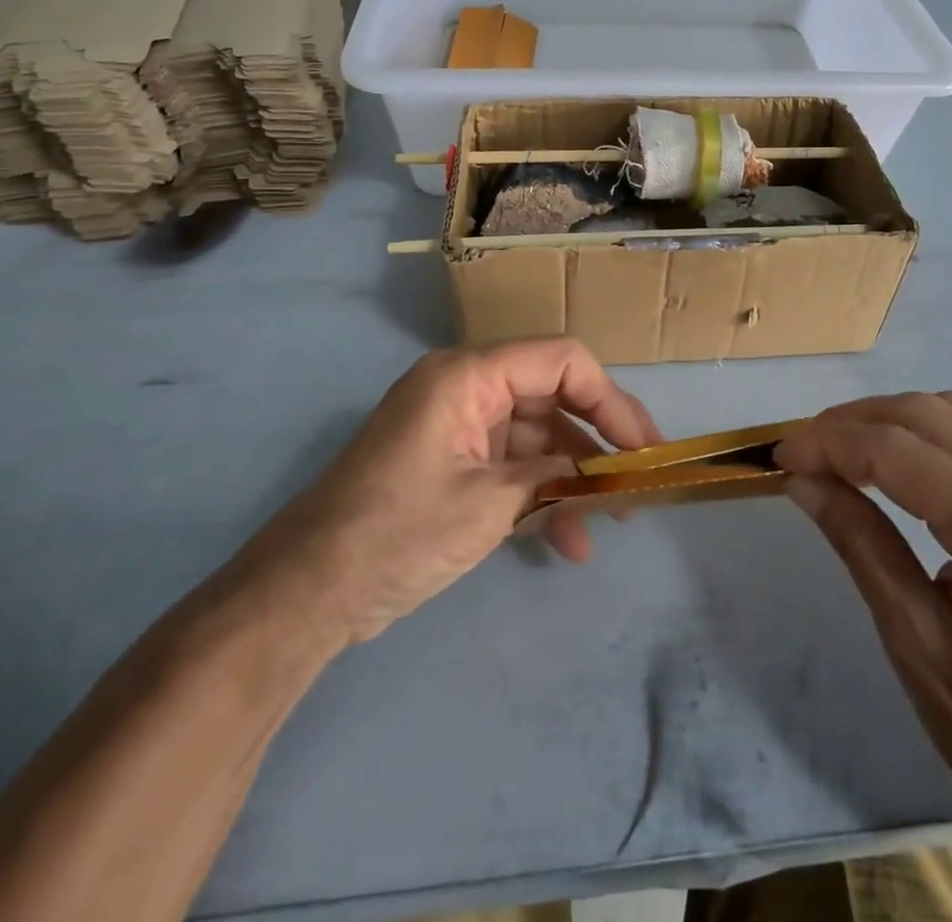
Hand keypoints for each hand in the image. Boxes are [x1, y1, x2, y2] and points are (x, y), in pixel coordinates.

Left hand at [231, 341, 661, 645]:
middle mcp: (466, 387)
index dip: (610, 399)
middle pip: (552, 396)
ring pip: (536, 436)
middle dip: (597, 440)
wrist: (308, 591)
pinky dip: (541, 496)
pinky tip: (568, 542)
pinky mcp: (453, 462)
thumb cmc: (397, 533)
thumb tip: (598, 475)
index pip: (561, 361)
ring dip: (573, 478)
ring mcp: (459, 426)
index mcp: (469, 375)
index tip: (643, 448)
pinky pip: (512, 465)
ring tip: (610, 523)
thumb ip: (551, 478)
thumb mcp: (487, 504)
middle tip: (638, 482)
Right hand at [775, 393, 951, 876]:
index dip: (828, 442)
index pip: (897, 450)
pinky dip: (917, 435)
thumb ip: (858, 541)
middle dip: (851, 421)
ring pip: (951, 413)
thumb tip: (801, 478)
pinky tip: (886, 465)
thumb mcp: (913, 640)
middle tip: (801, 452)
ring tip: (835, 453)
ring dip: (884, 420)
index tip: (779, 455)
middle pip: (925, 414)